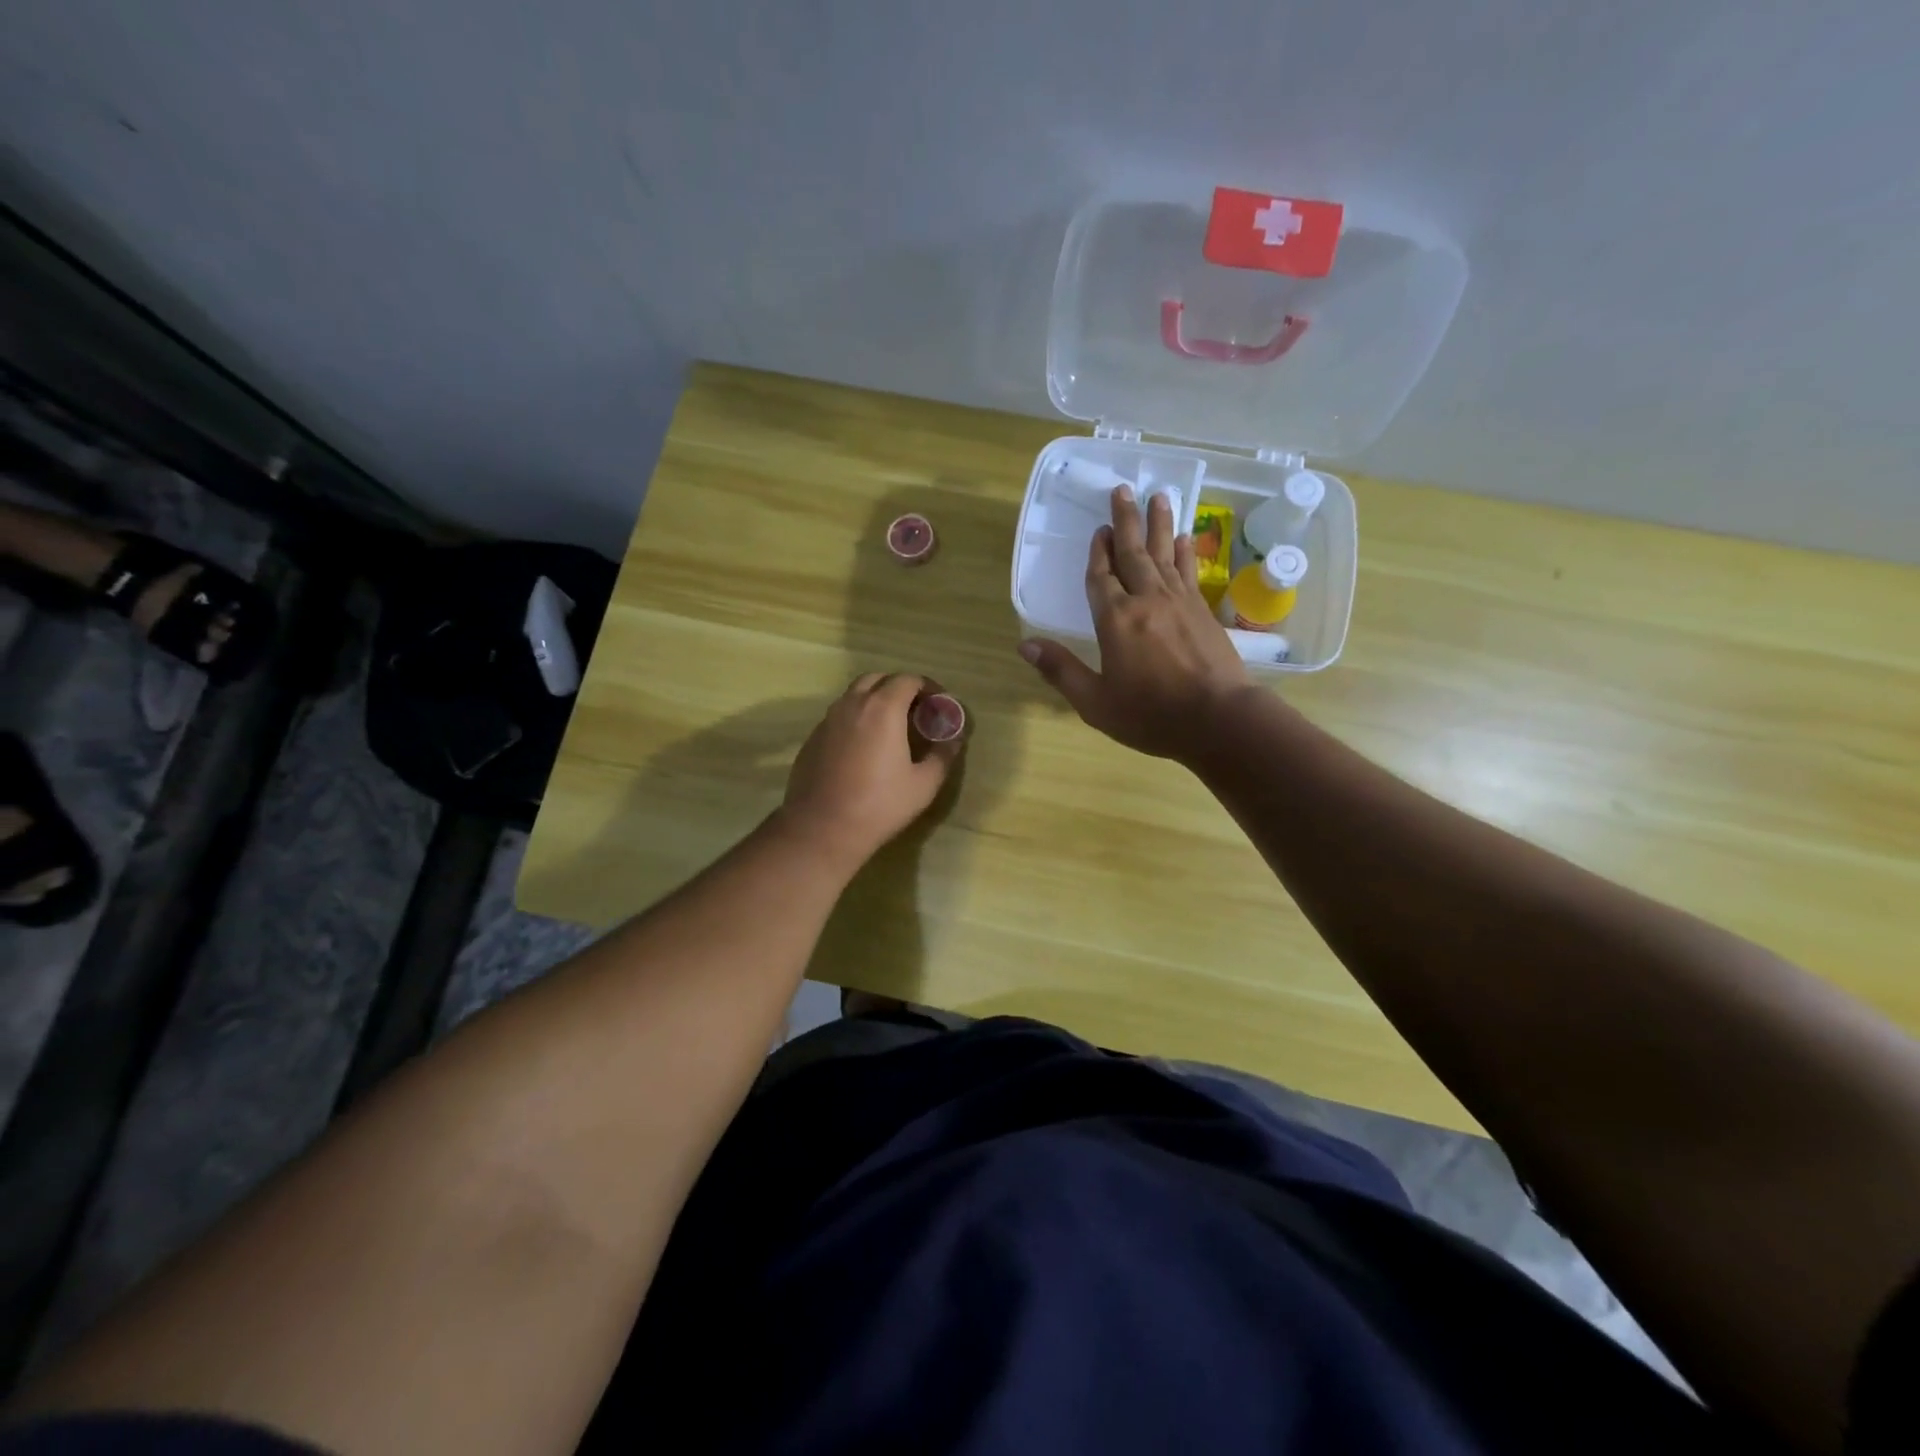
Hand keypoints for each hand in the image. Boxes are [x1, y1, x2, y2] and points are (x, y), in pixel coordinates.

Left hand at [778, 673, 962, 863]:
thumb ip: (942, 755)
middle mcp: (852, 704)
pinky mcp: (813, 738)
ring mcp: (828, 720)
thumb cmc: (879, 805)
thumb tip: (954, 739)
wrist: (822, 828)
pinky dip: (856, 718)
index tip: (939, 704)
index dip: (927, 687)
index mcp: (883, 709)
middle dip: (899, 687)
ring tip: (891, 726)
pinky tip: (864, 746)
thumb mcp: (924, 784)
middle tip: (916, 710)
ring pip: (854, 695)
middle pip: (878, 679)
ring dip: (876, 700)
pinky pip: (839, 716)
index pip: (908, 680)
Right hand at [1019, 485, 1251, 762]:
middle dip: (1126, 521)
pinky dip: (1183, 553)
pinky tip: (1184, 539)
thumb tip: (1024, 645)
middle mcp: (1146, 600)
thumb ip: (1060, 670)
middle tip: (1124, 489)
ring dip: (1159, 524)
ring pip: (1164, 554)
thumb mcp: (1095, 702)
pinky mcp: (1203, 611)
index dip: (1098, 553)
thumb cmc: (1151, 715)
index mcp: (1115, 620)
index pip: (1101, 577)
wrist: (1219, 720)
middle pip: (1133, 553)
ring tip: (1159, 495)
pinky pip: (1188, 572)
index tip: (1099, 530)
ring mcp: (1179, 602)